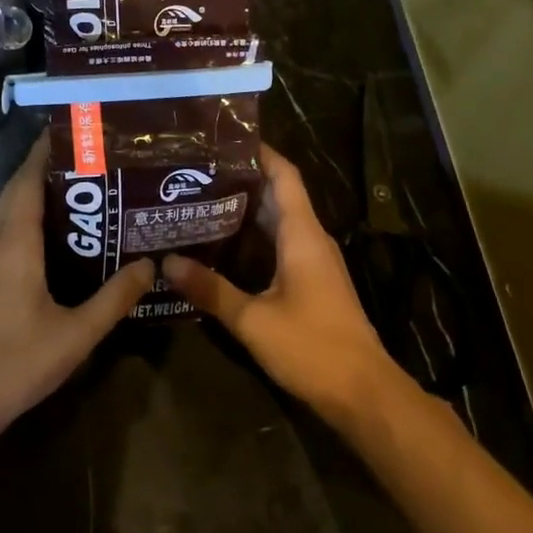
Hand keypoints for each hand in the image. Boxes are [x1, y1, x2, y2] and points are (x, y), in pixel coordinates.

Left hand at [0, 133, 151, 446]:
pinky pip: (0, 231)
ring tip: (74, 190)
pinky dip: (23, 217)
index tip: (74, 132)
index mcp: (15, 241)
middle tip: (87, 160)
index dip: (46, 152)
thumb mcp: (76, 333)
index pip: (29, 179)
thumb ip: (114, 298)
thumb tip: (149, 265)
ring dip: (32, 192)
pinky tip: (48, 235)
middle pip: (16, 189)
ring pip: (6, 210)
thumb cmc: (16, 361)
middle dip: (45, 168)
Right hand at [163, 144, 401, 424]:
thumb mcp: (253, 320)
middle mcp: (311, 238)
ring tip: (200, 201)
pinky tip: (223, 246)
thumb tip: (167, 262)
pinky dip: (253, 237)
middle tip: (195, 172)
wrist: (365, 394)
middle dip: (240, 179)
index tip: (224, 138)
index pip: (284, 175)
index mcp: (302, 233)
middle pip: (277, 194)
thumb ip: (210, 289)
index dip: (260, 152)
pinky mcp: (313, 282)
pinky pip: (280, 244)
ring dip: (244, 210)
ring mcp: (314, 261)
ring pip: (278, 221)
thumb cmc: (312, 347)